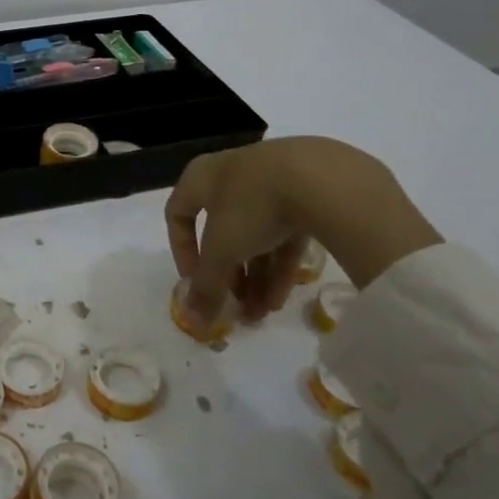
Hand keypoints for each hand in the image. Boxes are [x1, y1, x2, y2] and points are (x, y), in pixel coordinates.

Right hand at [165, 137, 441, 329]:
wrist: (320, 177)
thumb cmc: (250, 206)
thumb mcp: (221, 251)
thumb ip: (206, 286)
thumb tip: (193, 321)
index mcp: (201, 177)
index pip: (178, 214)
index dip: (182, 251)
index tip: (195, 283)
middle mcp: (232, 176)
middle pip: (222, 232)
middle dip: (227, 275)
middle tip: (233, 307)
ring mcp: (271, 183)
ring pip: (255, 237)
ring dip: (254, 278)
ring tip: (260, 315)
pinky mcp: (307, 194)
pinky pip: (285, 235)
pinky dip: (280, 265)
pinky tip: (281, 299)